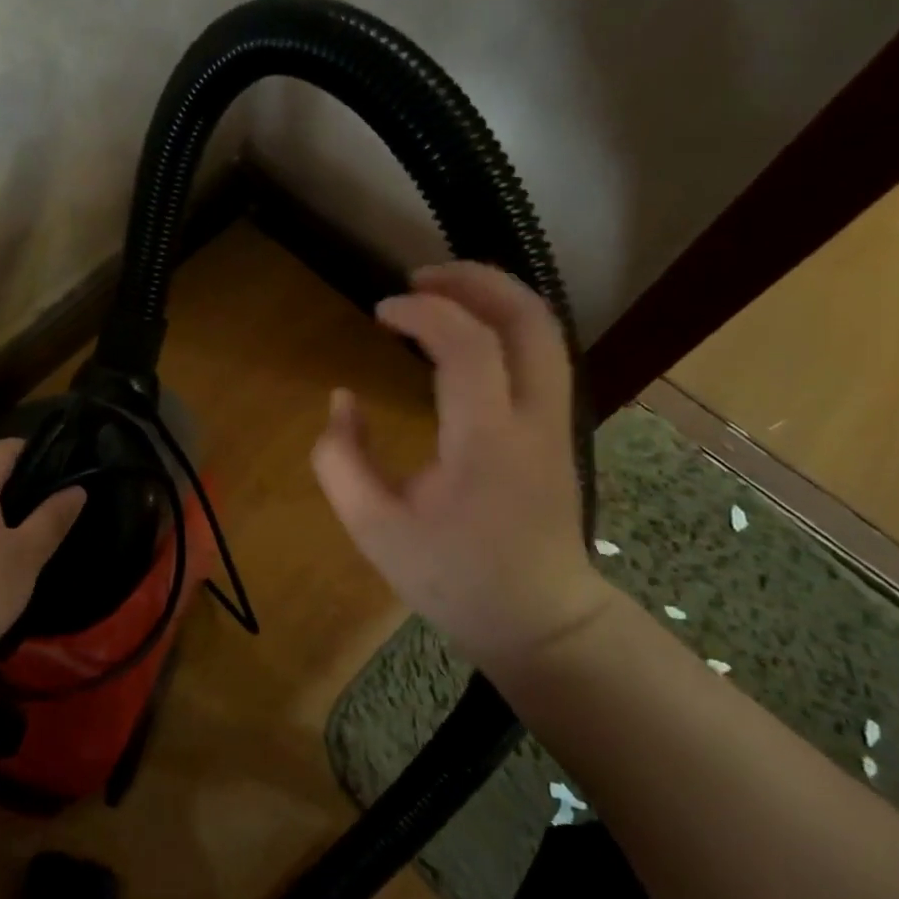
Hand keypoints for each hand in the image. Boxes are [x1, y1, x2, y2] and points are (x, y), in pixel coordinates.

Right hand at [310, 262, 612, 681]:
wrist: (540, 621)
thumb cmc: (454, 579)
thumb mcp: (374, 529)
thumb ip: (341, 459)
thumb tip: (341, 400)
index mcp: (487, 442)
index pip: (466, 345)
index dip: (421, 313)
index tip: (379, 313)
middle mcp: (534, 418)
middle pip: (528, 317)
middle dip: (474, 280)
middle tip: (419, 277)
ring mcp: (556, 420)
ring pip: (544, 329)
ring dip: (493, 296)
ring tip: (438, 293)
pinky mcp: (557, 427)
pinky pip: (540, 353)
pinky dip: (502, 324)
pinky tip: (463, 333)